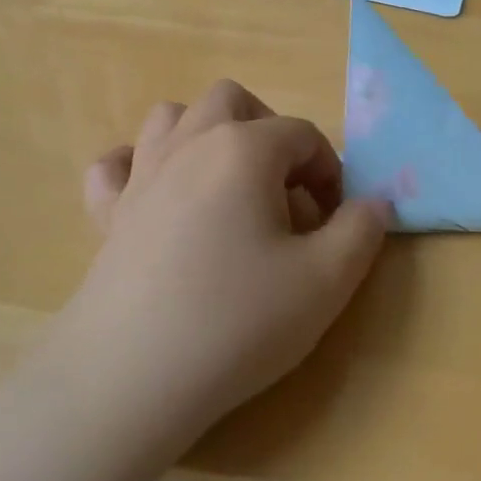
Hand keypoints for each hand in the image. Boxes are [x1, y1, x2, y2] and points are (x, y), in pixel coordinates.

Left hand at [68, 80, 389, 446]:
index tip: (336, 220)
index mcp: (244, 149)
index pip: (303, 135)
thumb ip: (362, 230)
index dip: (330, 171)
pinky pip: (115, 166)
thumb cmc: (237, 320)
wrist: (131, 378)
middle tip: (285, 189)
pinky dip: (137, 167)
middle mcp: (190, 144)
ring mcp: (142, 175)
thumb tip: (374, 202)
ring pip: (172, 117)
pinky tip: (156, 196)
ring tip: (228, 185)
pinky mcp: (107, 213)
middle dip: (268, 132)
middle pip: (233, 101)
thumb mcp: (326, 280)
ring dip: (206, 134)